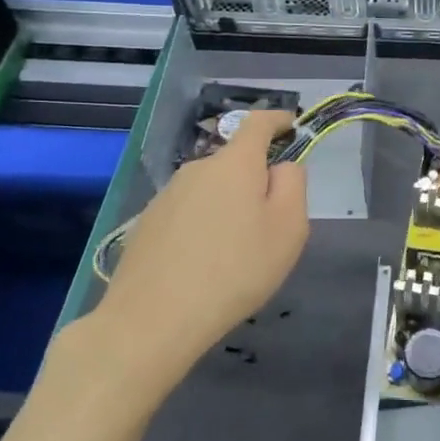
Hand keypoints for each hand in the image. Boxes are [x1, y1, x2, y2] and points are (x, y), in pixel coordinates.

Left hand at [53, 110, 308, 411]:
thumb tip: (281, 167)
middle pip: (235, 162)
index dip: (279, 120)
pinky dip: (204, 227)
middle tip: (272, 224)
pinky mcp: (147, 224)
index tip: (292, 125)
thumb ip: (293, 185)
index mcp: (235, 164)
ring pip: (211, 190)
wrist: (152, 320)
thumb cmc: (235, 270)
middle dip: (256, 180)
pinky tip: (204, 265)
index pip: (258, 123)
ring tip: (237, 253)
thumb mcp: (288, 229)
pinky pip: (188, 213)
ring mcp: (166, 196)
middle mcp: (196, 169)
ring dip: (228, 206)